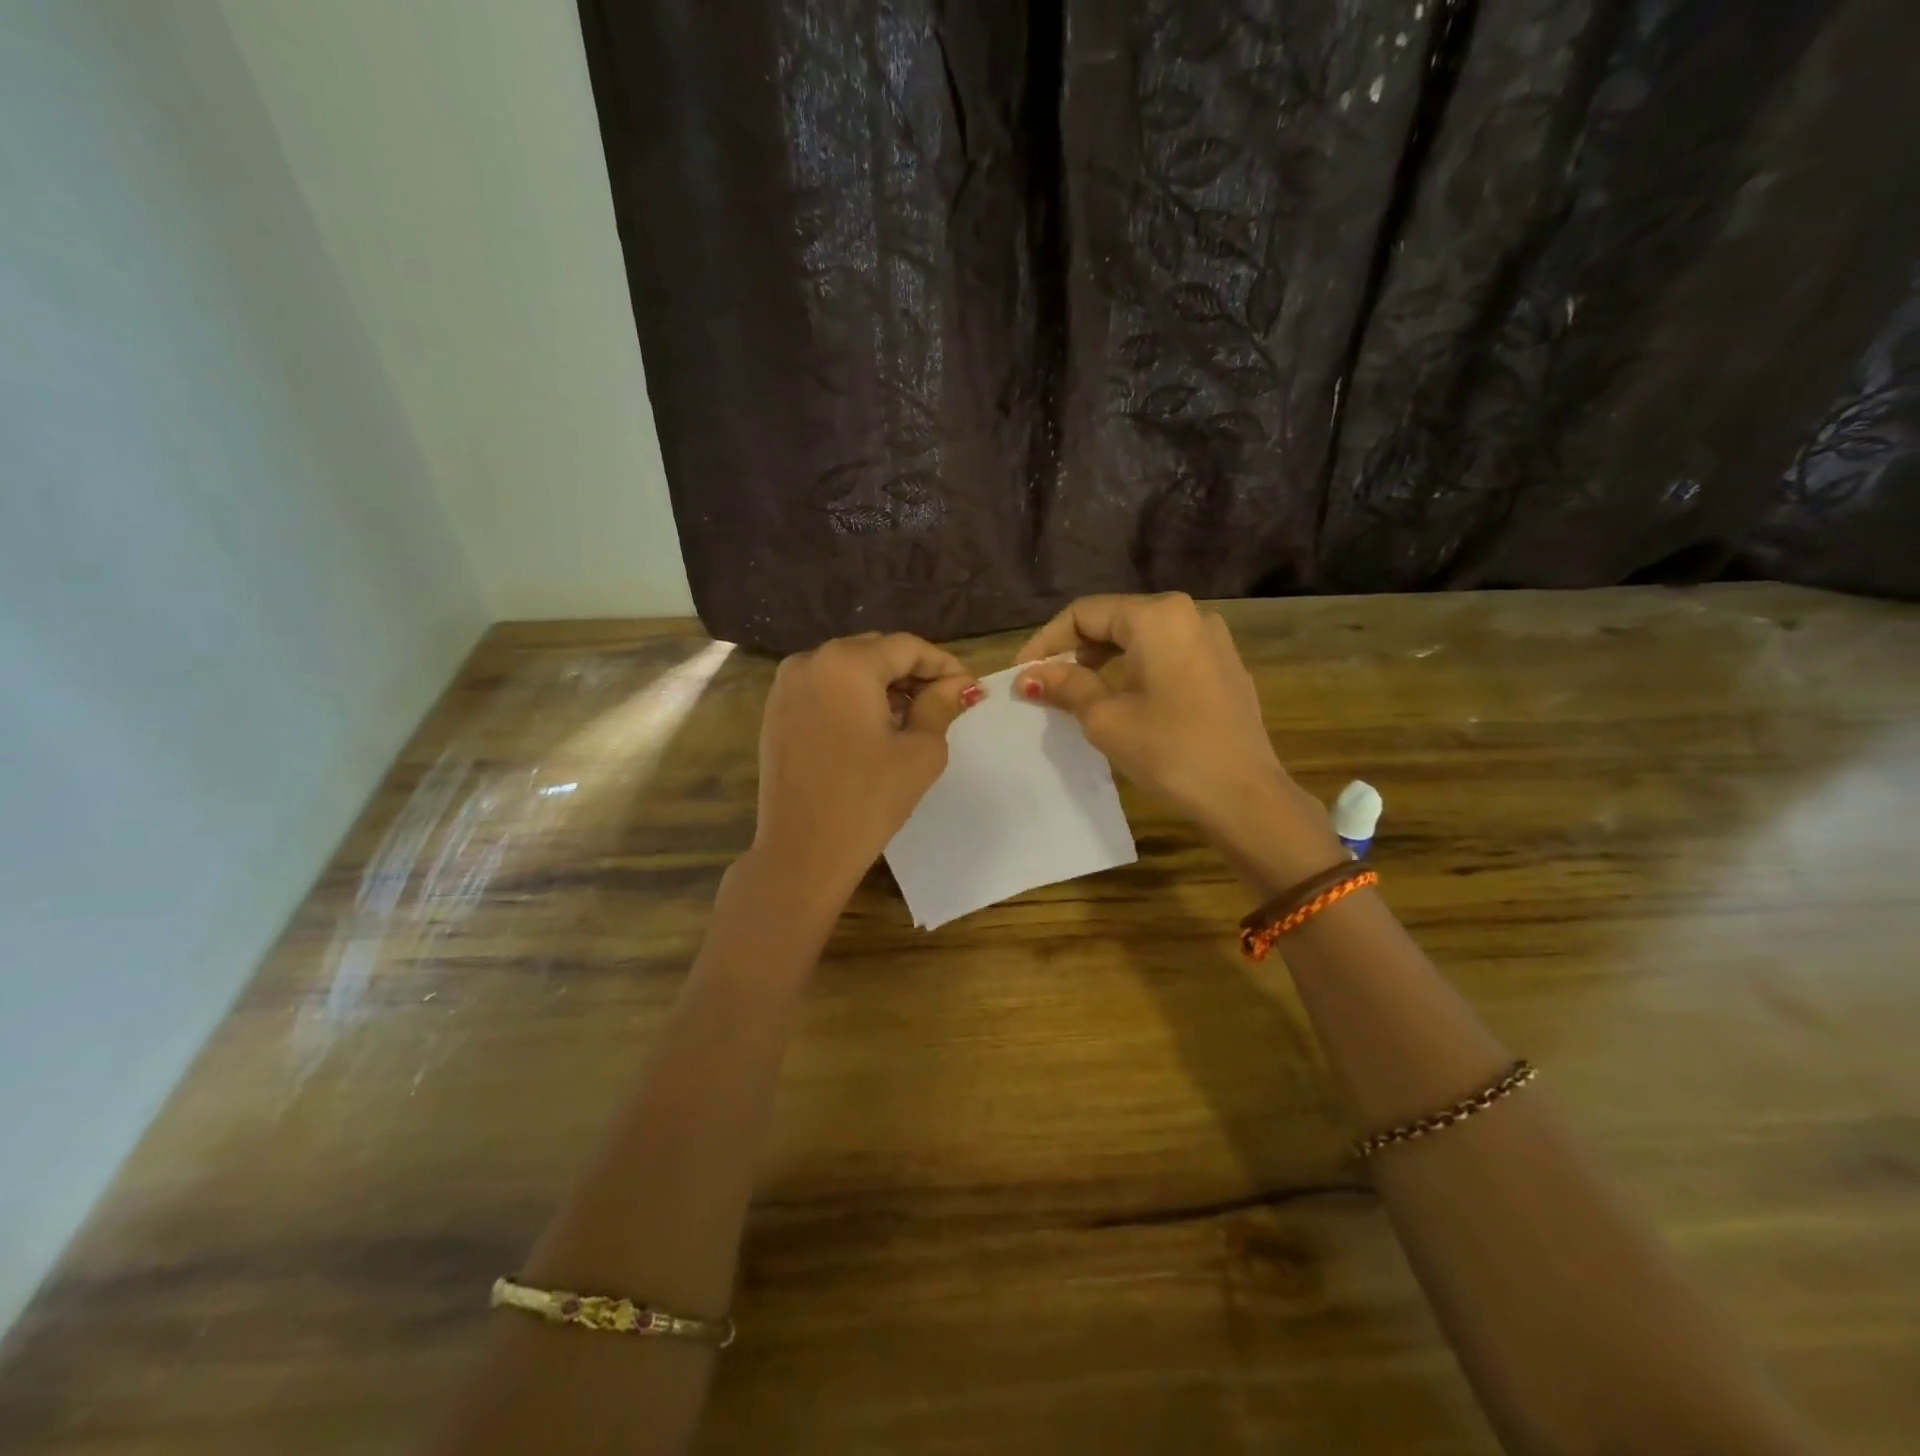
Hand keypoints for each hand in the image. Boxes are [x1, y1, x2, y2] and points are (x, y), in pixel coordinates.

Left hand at [748, 632, 981, 916]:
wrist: (802, 852)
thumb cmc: (868, 799)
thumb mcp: (919, 751)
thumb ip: (941, 706)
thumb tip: (960, 685)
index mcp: (846, 663)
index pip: (907, 647)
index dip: (944, 665)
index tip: (970, 689)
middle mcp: (810, 661)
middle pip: (875, 652)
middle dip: (912, 673)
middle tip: (945, 703)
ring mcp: (786, 686)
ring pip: (848, 669)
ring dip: (883, 685)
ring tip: (912, 717)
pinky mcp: (776, 712)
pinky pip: (824, 689)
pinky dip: (853, 698)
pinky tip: (873, 728)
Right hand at [1012, 593, 1342, 888]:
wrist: (1244, 796)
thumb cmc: (1168, 750)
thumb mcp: (1106, 718)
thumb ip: (1065, 686)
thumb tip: (1028, 676)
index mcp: (1158, 617)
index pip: (1086, 613)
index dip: (1047, 640)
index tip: (1022, 673)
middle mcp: (1189, 615)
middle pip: (1116, 620)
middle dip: (1075, 649)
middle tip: (1046, 683)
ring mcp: (1213, 640)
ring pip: (1143, 638)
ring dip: (1105, 660)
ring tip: (1079, 692)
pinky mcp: (1225, 667)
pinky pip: (1169, 655)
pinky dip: (1137, 669)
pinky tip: (1124, 699)